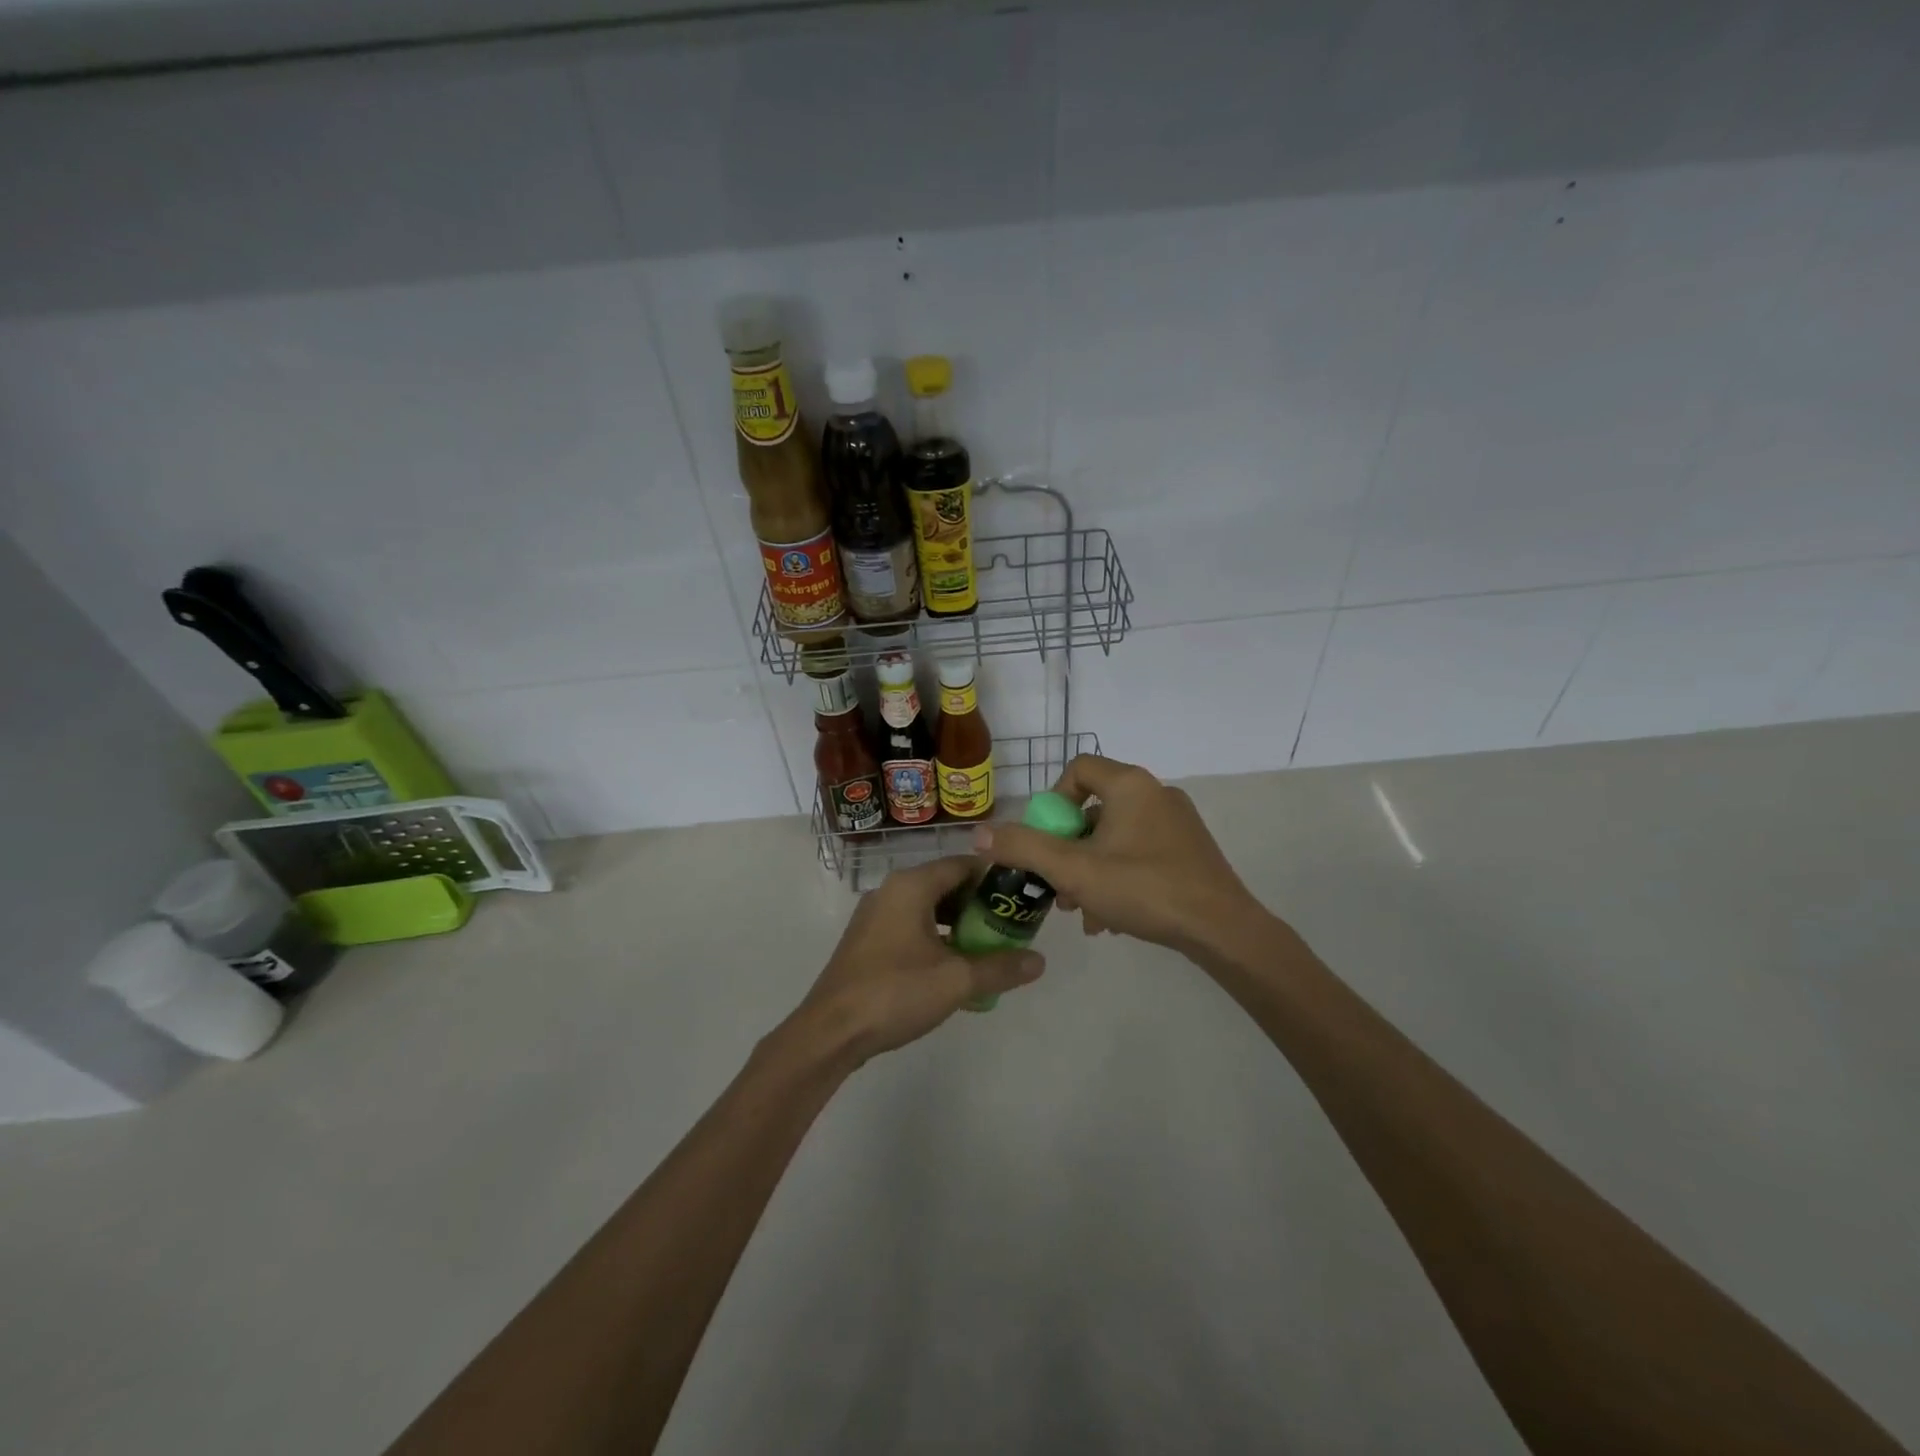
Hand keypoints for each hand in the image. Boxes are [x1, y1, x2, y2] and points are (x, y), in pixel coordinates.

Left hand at [792, 856, 1045, 1064]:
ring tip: (987, 949)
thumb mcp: (956, 980)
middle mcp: (891, 891)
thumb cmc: (895, 992)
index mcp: (911, 886)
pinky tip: (952, 967)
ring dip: (958, 924)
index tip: (1021, 896)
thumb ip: (1000, 967)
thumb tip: (1039, 961)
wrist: (831, 1032)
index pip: (962, 864)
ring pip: (928, 908)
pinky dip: (936, 938)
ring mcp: (875, 916)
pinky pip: (911, 926)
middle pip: (945, 885)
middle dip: (979, 904)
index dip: (995, 877)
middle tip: (1009, 926)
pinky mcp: (867, 941)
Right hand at [975, 754, 1265, 954]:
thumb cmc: (1144, 889)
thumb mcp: (1074, 870)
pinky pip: (1140, 852)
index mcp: (1130, 785)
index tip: (1047, 841)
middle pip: (1094, 809)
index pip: (1078, 770)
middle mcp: (1156, 793)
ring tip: (1082, 911)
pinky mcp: (1189, 850)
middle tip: (1058, 886)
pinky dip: (1119, 877)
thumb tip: (978, 833)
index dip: (1052, 802)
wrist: (1222, 929)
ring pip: (1116, 837)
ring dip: (1090, 870)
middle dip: (1068, 849)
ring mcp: (1177, 822)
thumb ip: (1023, 848)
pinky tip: (1111, 918)